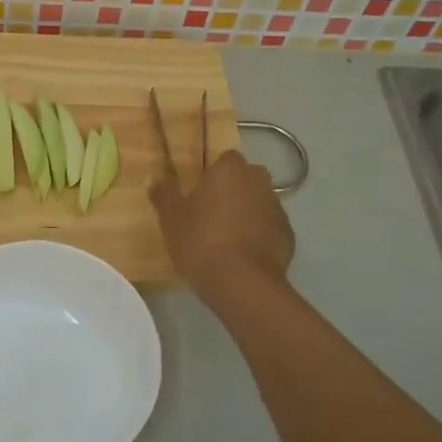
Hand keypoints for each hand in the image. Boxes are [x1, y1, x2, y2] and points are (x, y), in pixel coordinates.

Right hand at [150, 149, 294, 299]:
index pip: (226, 158)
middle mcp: (259, 182)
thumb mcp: (171, 220)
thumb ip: (163, 195)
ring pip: (260, 202)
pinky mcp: (288, 235)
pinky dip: (260, 235)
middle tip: (211, 214)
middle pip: (246, 178)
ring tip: (227, 238)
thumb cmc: (201, 242)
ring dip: (247, 212)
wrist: (242, 284)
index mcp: (230, 171)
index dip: (214, 173)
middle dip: (233, 190)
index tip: (200, 192)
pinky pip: (269, 227)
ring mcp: (277, 209)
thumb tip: (153, 178)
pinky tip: (243, 255)